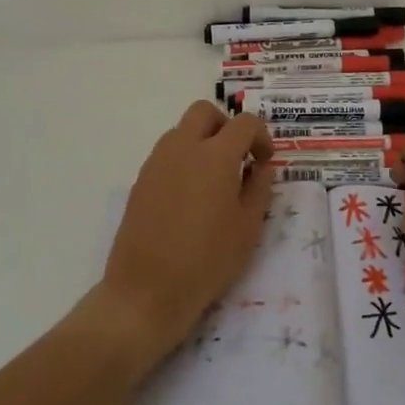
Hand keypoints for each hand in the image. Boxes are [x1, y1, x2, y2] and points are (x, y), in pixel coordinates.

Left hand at [98, 102, 274, 358]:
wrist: (146, 292)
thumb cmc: (207, 261)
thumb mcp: (248, 227)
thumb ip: (260, 188)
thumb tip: (261, 167)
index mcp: (215, 155)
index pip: (244, 123)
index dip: (261, 136)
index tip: (265, 162)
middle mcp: (183, 148)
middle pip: (205, 113)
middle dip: (226, 126)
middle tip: (238, 157)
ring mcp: (156, 163)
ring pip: (182, 130)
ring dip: (202, 141)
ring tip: (215, 179)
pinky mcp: (140, 181)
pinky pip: (166, 154)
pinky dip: (184, 160)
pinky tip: (191, 197)